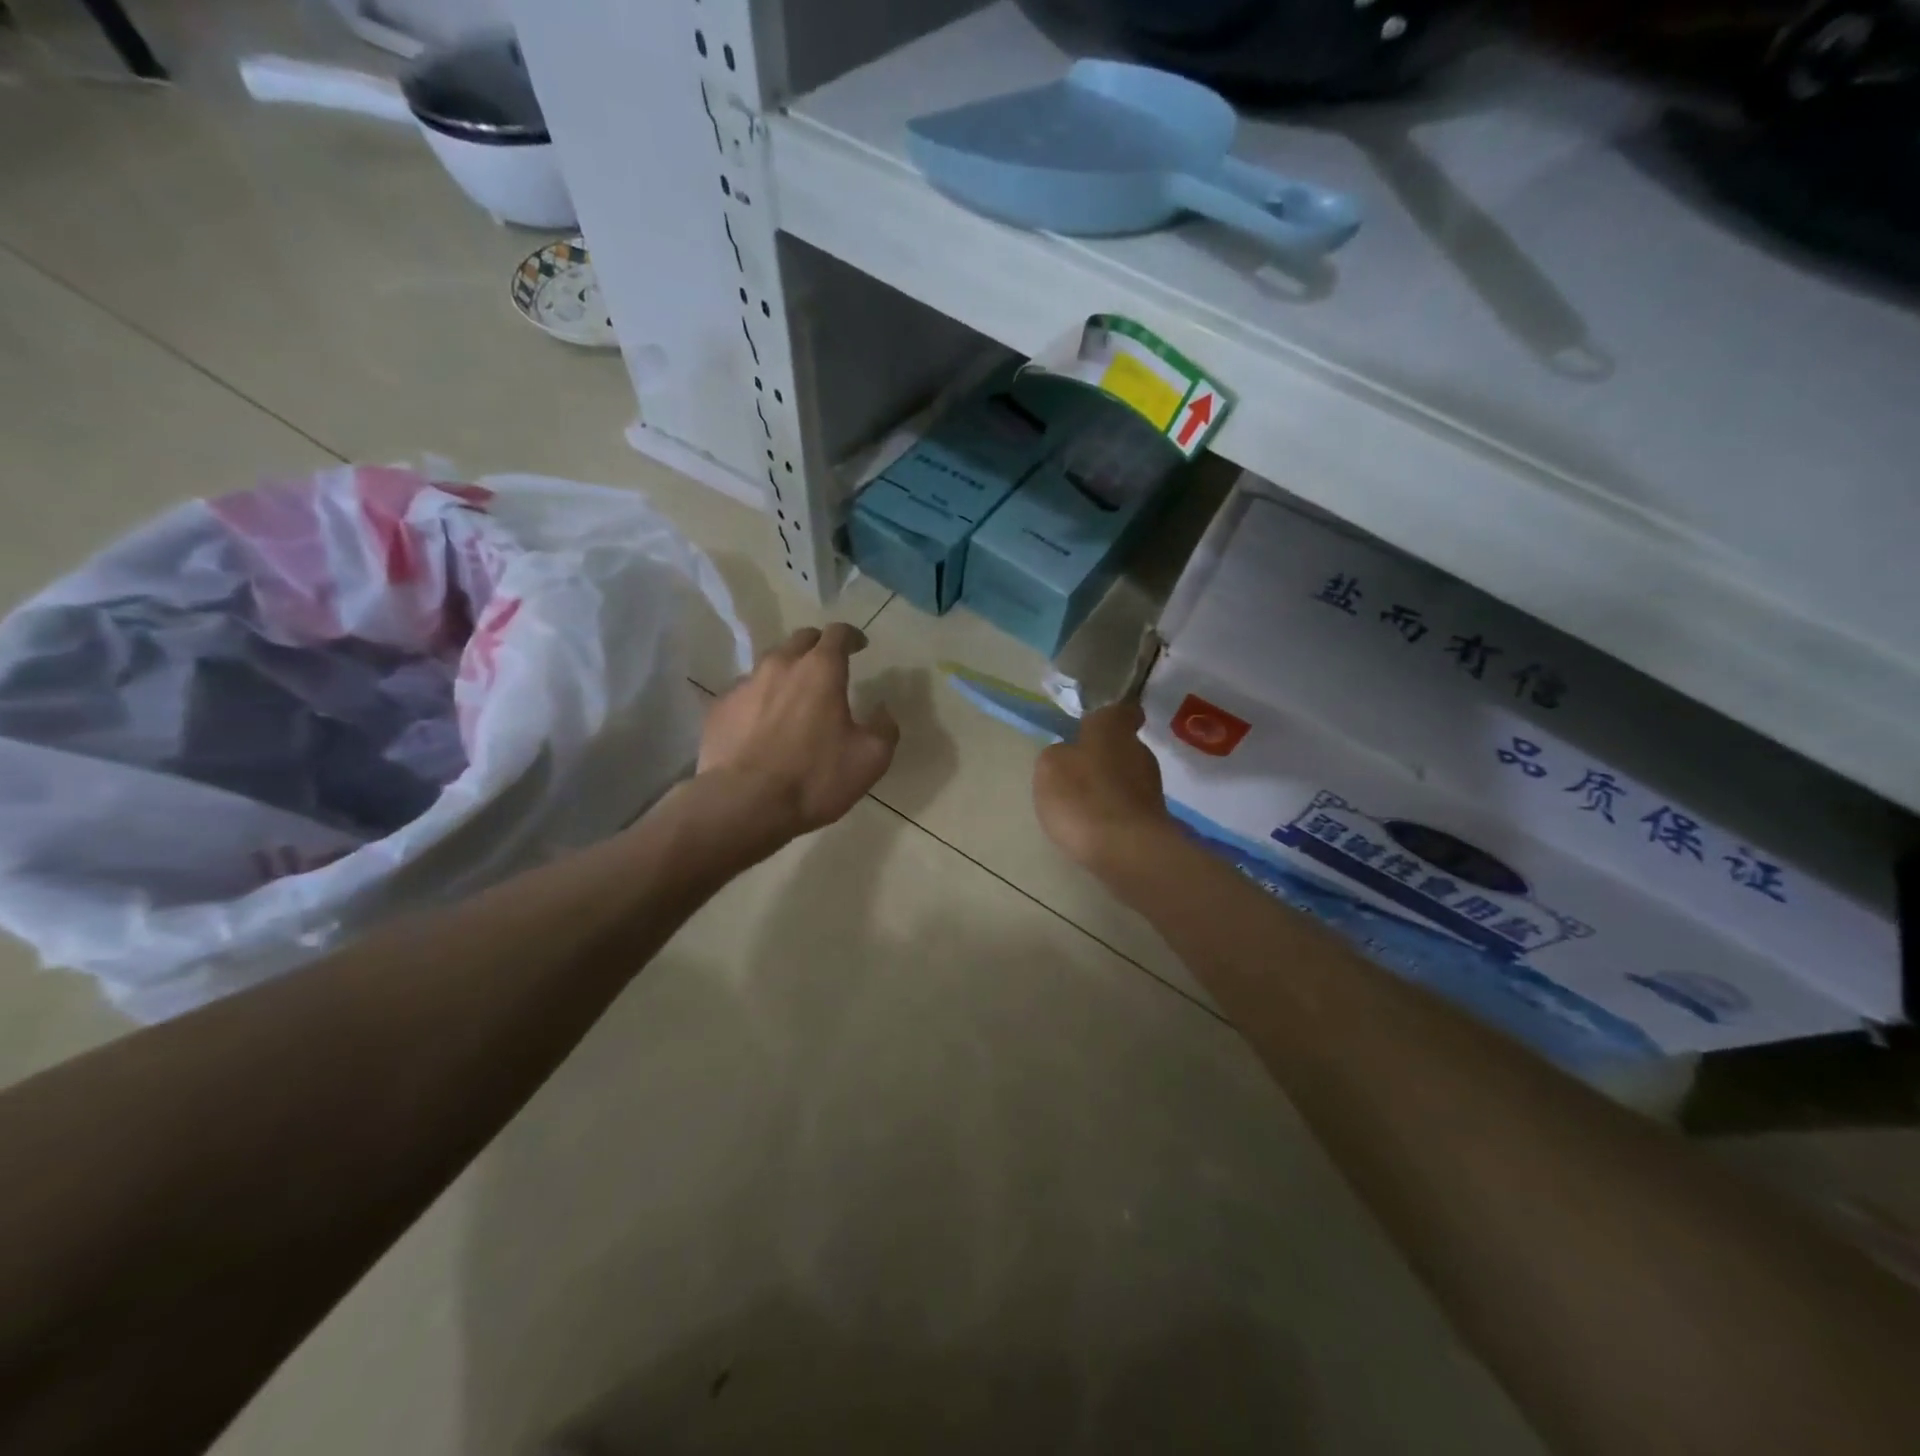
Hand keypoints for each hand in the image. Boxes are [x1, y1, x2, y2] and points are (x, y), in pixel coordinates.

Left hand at [695, 623, 898, 850]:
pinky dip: (759, 700)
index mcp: (821, 670)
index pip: (838, 633)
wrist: (743, 805)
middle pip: (800, 640)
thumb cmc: (814, 778)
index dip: (852, 636)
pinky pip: (745, 694)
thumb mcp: (870, 759)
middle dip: (817, 647)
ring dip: (786, 672)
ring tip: (794, 696)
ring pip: (769, 664)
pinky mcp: (719, 709)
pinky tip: (762, 725)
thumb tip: (882, 710)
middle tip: (828, 665)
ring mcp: (744, 685)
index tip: (860, 646)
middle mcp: (780, 665)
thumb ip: (884, 728)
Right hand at [1033, 699, 1171, 874]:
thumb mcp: (1049, 767)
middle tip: (1076, 772)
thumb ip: (1058, 754)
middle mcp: (1139, 749)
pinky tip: (1095, 827)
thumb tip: (1069, 755)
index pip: (1121, 710)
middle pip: (1121, 746)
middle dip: (1103, 756)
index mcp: (1113, 727)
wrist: (1126, 850)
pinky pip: (1128, 806)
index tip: (1093, 728)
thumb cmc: (1083, 797)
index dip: (1109, 717)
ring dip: (1108, 786)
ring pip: (1126, 776)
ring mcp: (1152, 785)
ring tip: (1082, 805)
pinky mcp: (1154, 817)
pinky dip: (1114, 812)